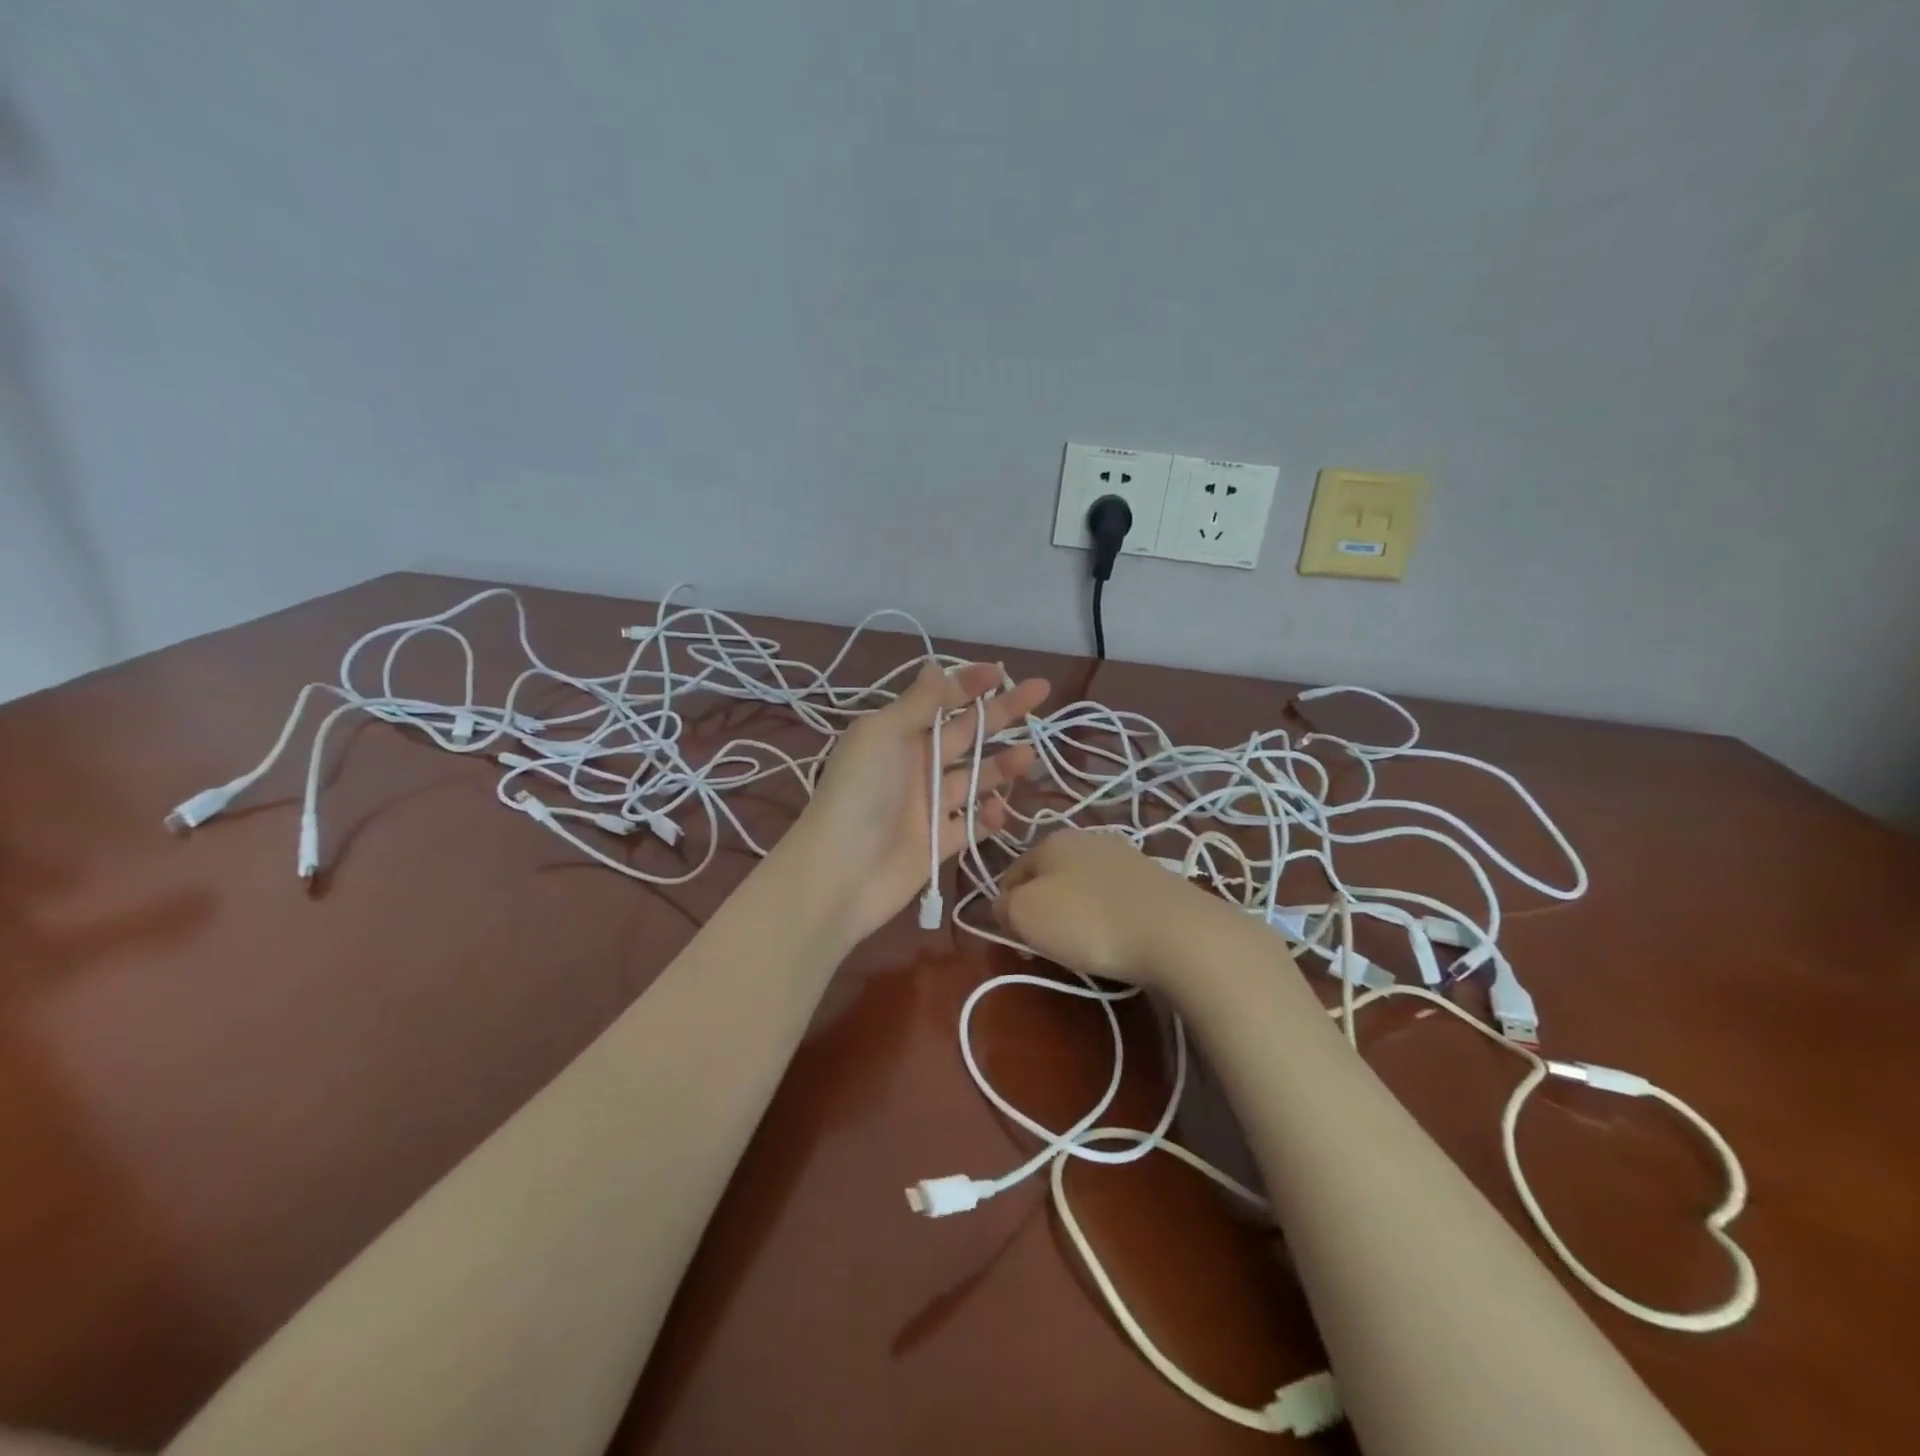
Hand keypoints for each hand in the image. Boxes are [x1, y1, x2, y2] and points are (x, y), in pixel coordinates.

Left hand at [781, 659, 1048, 944]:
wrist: (842, 872)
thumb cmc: (861, 792)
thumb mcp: (883, 734)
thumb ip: (917, 703)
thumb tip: (936, 665)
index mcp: (897, 735)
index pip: (939, 701)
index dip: (969, 684)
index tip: (1001, 672)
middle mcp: (914, 766)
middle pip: (966, 734)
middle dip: (1000, 714)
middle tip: (1039, 694)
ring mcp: (927, 806)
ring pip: (974, 778)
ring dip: (1001, 765)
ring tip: (1030, 755)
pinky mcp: (938, 843)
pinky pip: (971, 824)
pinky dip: (988, 816)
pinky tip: (1001, 808)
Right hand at [995, 829, 1220, 986]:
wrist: (1175, 932)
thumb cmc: (1088, 920)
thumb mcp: (1025, 914)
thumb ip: (1004, 906)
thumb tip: (1005, 905)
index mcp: (1051, 839)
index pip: (1012, 873)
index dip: (1007, 909)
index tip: (1019, 942)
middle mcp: (1087, 838)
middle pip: (1049, 878)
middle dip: (1044, 911)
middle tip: (1049, 947)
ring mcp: (1125, 856)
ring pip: (1083, 887)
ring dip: (1077, 914)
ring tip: (1086, 947)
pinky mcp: (1154, 879)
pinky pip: (1115, 899)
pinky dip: (1109, 918)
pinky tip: (1117, 939)